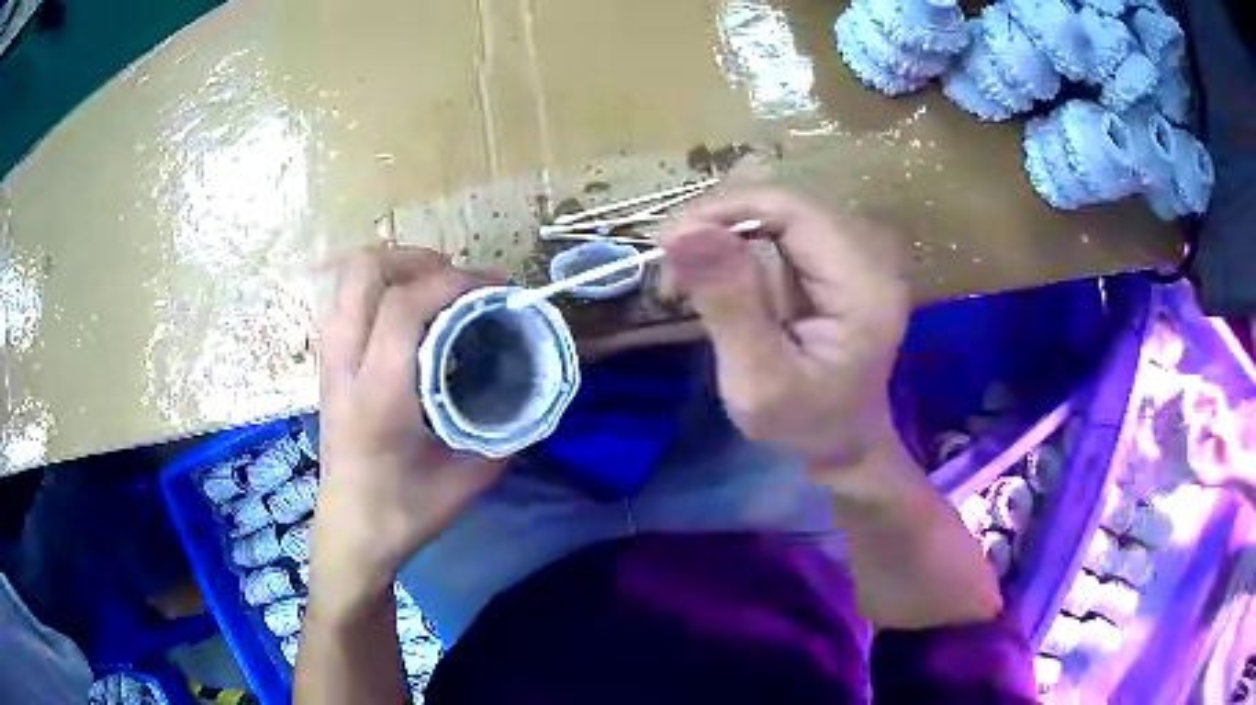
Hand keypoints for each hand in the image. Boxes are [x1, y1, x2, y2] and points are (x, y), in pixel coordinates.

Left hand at [312, 247, 507, 607]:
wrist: (351, 533)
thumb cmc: (404, 512)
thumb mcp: (468, 479)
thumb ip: (505, 433)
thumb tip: (535, 393)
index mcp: (378, 394)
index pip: (403, 305)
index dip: (453, 282)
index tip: (493, 288)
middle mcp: (345, 366)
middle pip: (362, 271)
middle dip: (413, 258)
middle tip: (454, 278)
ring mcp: (329, 362)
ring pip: (346, 280)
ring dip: (393, 269)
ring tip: (431, 287)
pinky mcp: (326, 366)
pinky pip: (344, 301)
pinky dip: (376, 290)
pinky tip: (405, 316)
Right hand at [661, 187, 908, 469]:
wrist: (845, 443)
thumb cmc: (805, 425)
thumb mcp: (759, 381)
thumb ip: (729, 305)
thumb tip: (681, 231)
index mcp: (863, 286)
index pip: (792, 210)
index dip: (727, 211)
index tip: (671, 246)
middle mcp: (869, 258)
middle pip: (785, 206)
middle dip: (720, 225)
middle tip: (673, 270)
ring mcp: (856, 257)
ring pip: (779, 214)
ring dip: (725, 236)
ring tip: (689, 280)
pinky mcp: (839, 262)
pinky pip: (781, 233)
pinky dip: (740, 247)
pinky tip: (719, 280)